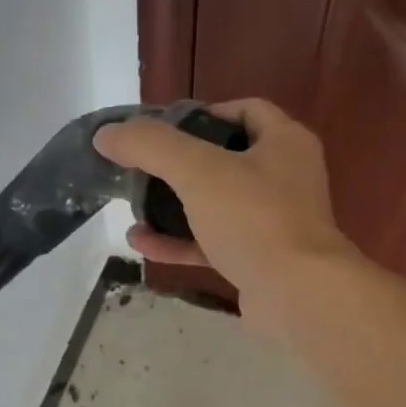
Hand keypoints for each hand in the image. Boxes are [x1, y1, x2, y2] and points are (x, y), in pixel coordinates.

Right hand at [93, 99, 356, 329]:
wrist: (298, 296)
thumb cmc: (255, 219)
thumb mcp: (198, 171)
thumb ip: (151, 146)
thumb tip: (107, 134)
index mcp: (285, 142)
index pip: (245, 110)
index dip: (204, 114)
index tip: (165, 130)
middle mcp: (285, 177)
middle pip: (226, 159)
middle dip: (181, 164)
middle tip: (143, 168)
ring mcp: (274, 222)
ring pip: (217, 205)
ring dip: (174, 206)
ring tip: (133, 208)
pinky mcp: (260, 260)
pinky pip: (214, 242)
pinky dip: (181, 242)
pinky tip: (142, 243)